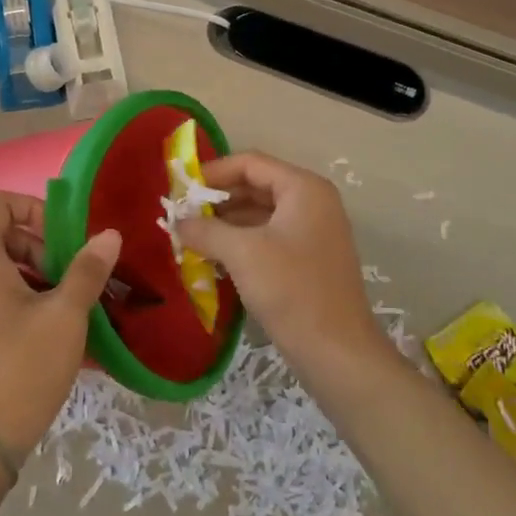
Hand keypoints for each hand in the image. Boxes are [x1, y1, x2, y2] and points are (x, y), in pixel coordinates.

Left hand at [0, 192, 121, 459]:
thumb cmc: (22, 369)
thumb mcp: (65, 316)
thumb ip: (87, 269)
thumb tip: (109, 235)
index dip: (35, 209)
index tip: (65, 239)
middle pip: (1, 235)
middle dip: (42, 247)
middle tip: (72, 278)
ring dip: (36, 276)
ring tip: (68, 308)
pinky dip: (20, 301)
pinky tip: (49, 334)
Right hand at [176, 153, 386, 373]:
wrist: (337, 353)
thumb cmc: (291, 290)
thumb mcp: (242, 253)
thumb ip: (205, 230)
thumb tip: (178, 222)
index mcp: (304, 188)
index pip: (251, 163)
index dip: (213, 172)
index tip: (181, 190)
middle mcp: (313, 202)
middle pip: (256, 185)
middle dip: (217, 199)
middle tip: (182, 214)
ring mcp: (314, 231)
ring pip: (261, 213)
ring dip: (226, 222)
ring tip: (192, 236)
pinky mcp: (310, 259)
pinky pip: (270, 236)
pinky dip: (242, 241)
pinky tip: (214, 257)